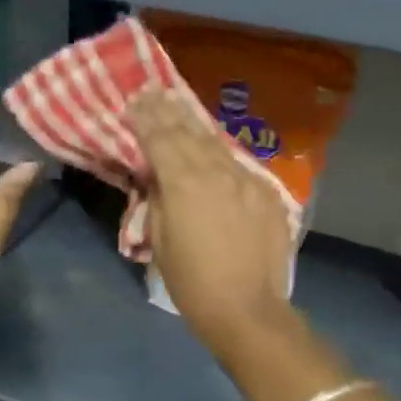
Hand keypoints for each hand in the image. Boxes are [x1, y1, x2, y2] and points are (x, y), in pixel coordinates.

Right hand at [131, 88, 295, 354]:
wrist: (249, 309)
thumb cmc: (193, 282)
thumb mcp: (160, 241)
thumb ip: (159, 199)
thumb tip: (159, 176)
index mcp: (183, 183)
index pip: (159, 139)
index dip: (145, 118)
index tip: (134, 100)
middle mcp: (215, 171)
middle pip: (187, 132)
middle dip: (168, 110)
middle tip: (153, 90)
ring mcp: (246, 179)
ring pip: (215, 142)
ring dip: (194, 122)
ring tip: (179, 102)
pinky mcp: (266, 192)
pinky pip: (238, 163)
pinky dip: (220, 150)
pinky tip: (213, 142)